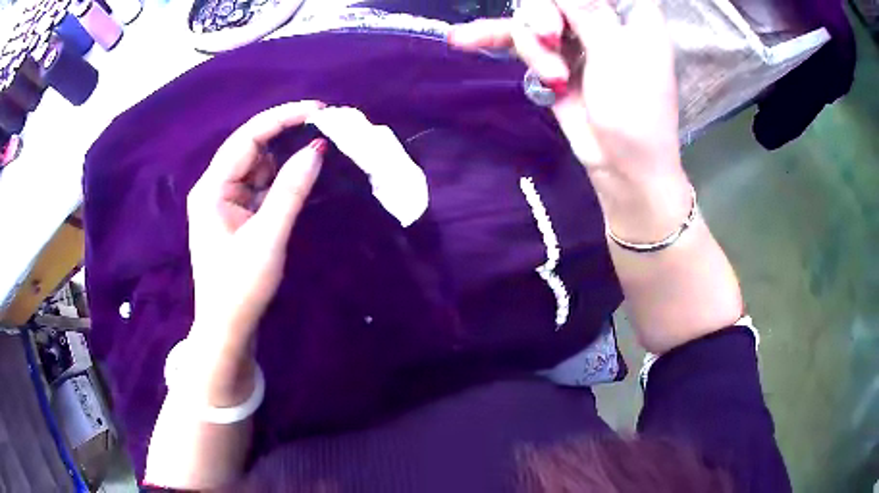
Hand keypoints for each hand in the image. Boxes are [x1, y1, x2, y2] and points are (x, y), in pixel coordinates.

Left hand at [184, 101, 325, 402]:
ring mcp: (224, 201)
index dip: (282, 118)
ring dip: (285, 162)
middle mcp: (215, 188)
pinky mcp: (235, 215)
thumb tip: (317, 150)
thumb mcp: (268, 237)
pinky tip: (300, 182)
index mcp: (212, 188)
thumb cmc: (241, 287)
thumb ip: (291, 190)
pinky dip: (280, 183)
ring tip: (317, 159)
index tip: (318, 110)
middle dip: (285, 139)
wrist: (227, 327)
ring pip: (258, 168)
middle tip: (324, 134)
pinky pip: (260, 187)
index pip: (247, 138)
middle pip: (251, 149)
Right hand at [449, 0, 690, 241]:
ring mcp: (573, 35)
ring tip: (554, 78)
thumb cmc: (636, 111)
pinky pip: (519, 40)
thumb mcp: (616, 54)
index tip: (558, 17)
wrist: (623, 165)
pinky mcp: (551, 57)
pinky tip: (462, 39)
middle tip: (548, 36)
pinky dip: (493, 39)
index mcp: (628, 10)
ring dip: (534, 47)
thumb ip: (587, 10)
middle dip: (542, 14)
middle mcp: (599, 16)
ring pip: (532, 17)